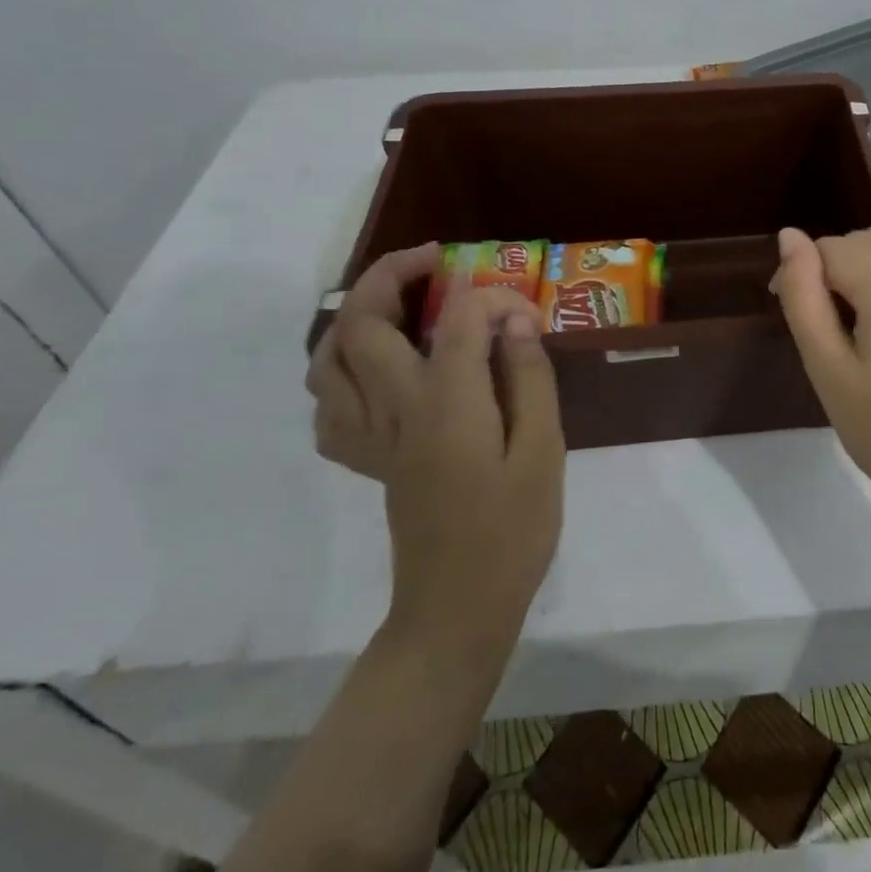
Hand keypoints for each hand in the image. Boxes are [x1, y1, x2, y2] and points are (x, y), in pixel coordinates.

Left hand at [306, 245, 565, 661]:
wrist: (458, 610)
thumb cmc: (514, 530)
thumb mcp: (543, 450)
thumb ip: (528, 377)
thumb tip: (514, 320)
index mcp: (446, 404)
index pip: (457, 318)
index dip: (492, 296)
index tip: (525, 310)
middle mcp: (395, 410)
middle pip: (363, 323)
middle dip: (392, 275)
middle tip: (434, 262)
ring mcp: (372, 437)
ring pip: (327, 360)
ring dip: (355, 317)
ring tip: (398, 305)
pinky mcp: (367, 460)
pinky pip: (329, 407)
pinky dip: (342, 373)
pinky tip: (380, 372)